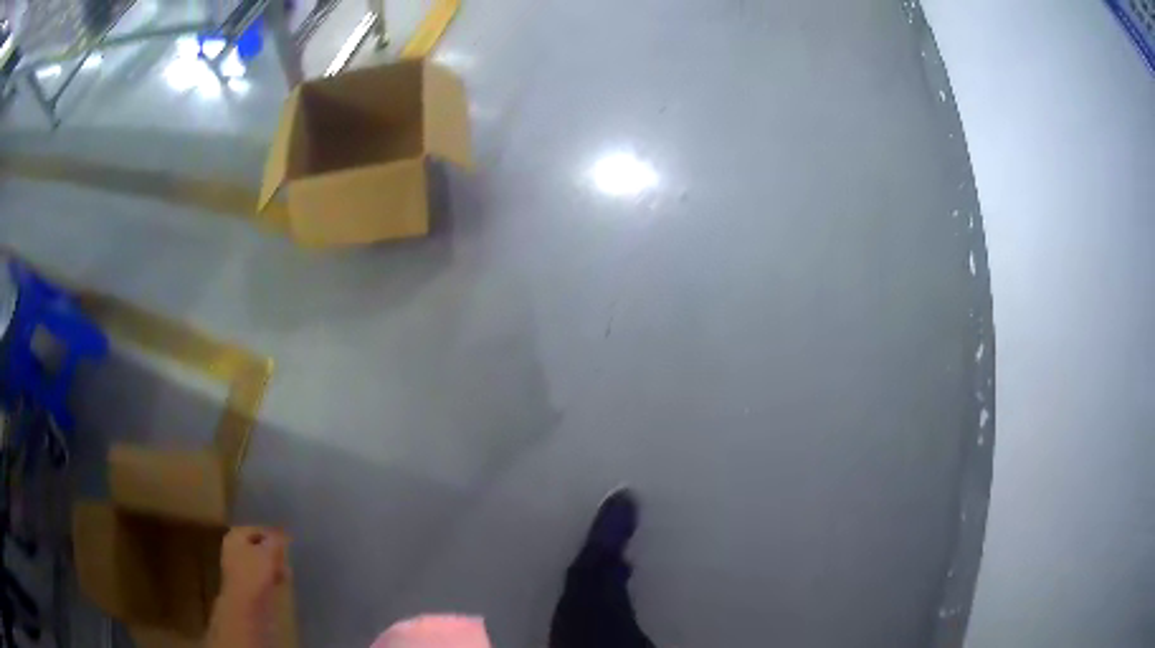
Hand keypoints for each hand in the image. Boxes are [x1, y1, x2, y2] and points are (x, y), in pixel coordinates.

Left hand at [221, 526, 288, 612]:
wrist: (246, 607)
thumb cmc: (254, 575)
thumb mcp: (268, 553)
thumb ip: (276, 540)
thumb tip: (282, 533)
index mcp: (235, 536)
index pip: (257, 529)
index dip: (273, 534)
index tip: (289, 542)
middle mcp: (234, 549)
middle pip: (257, 545)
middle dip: (273, 551)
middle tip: (288, 557)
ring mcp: (239, 568)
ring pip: (260, 561)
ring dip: (274, 565)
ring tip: (287, 571)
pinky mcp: (247, 584)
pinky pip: (261, 575)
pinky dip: (271, 576)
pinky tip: (281, 582)